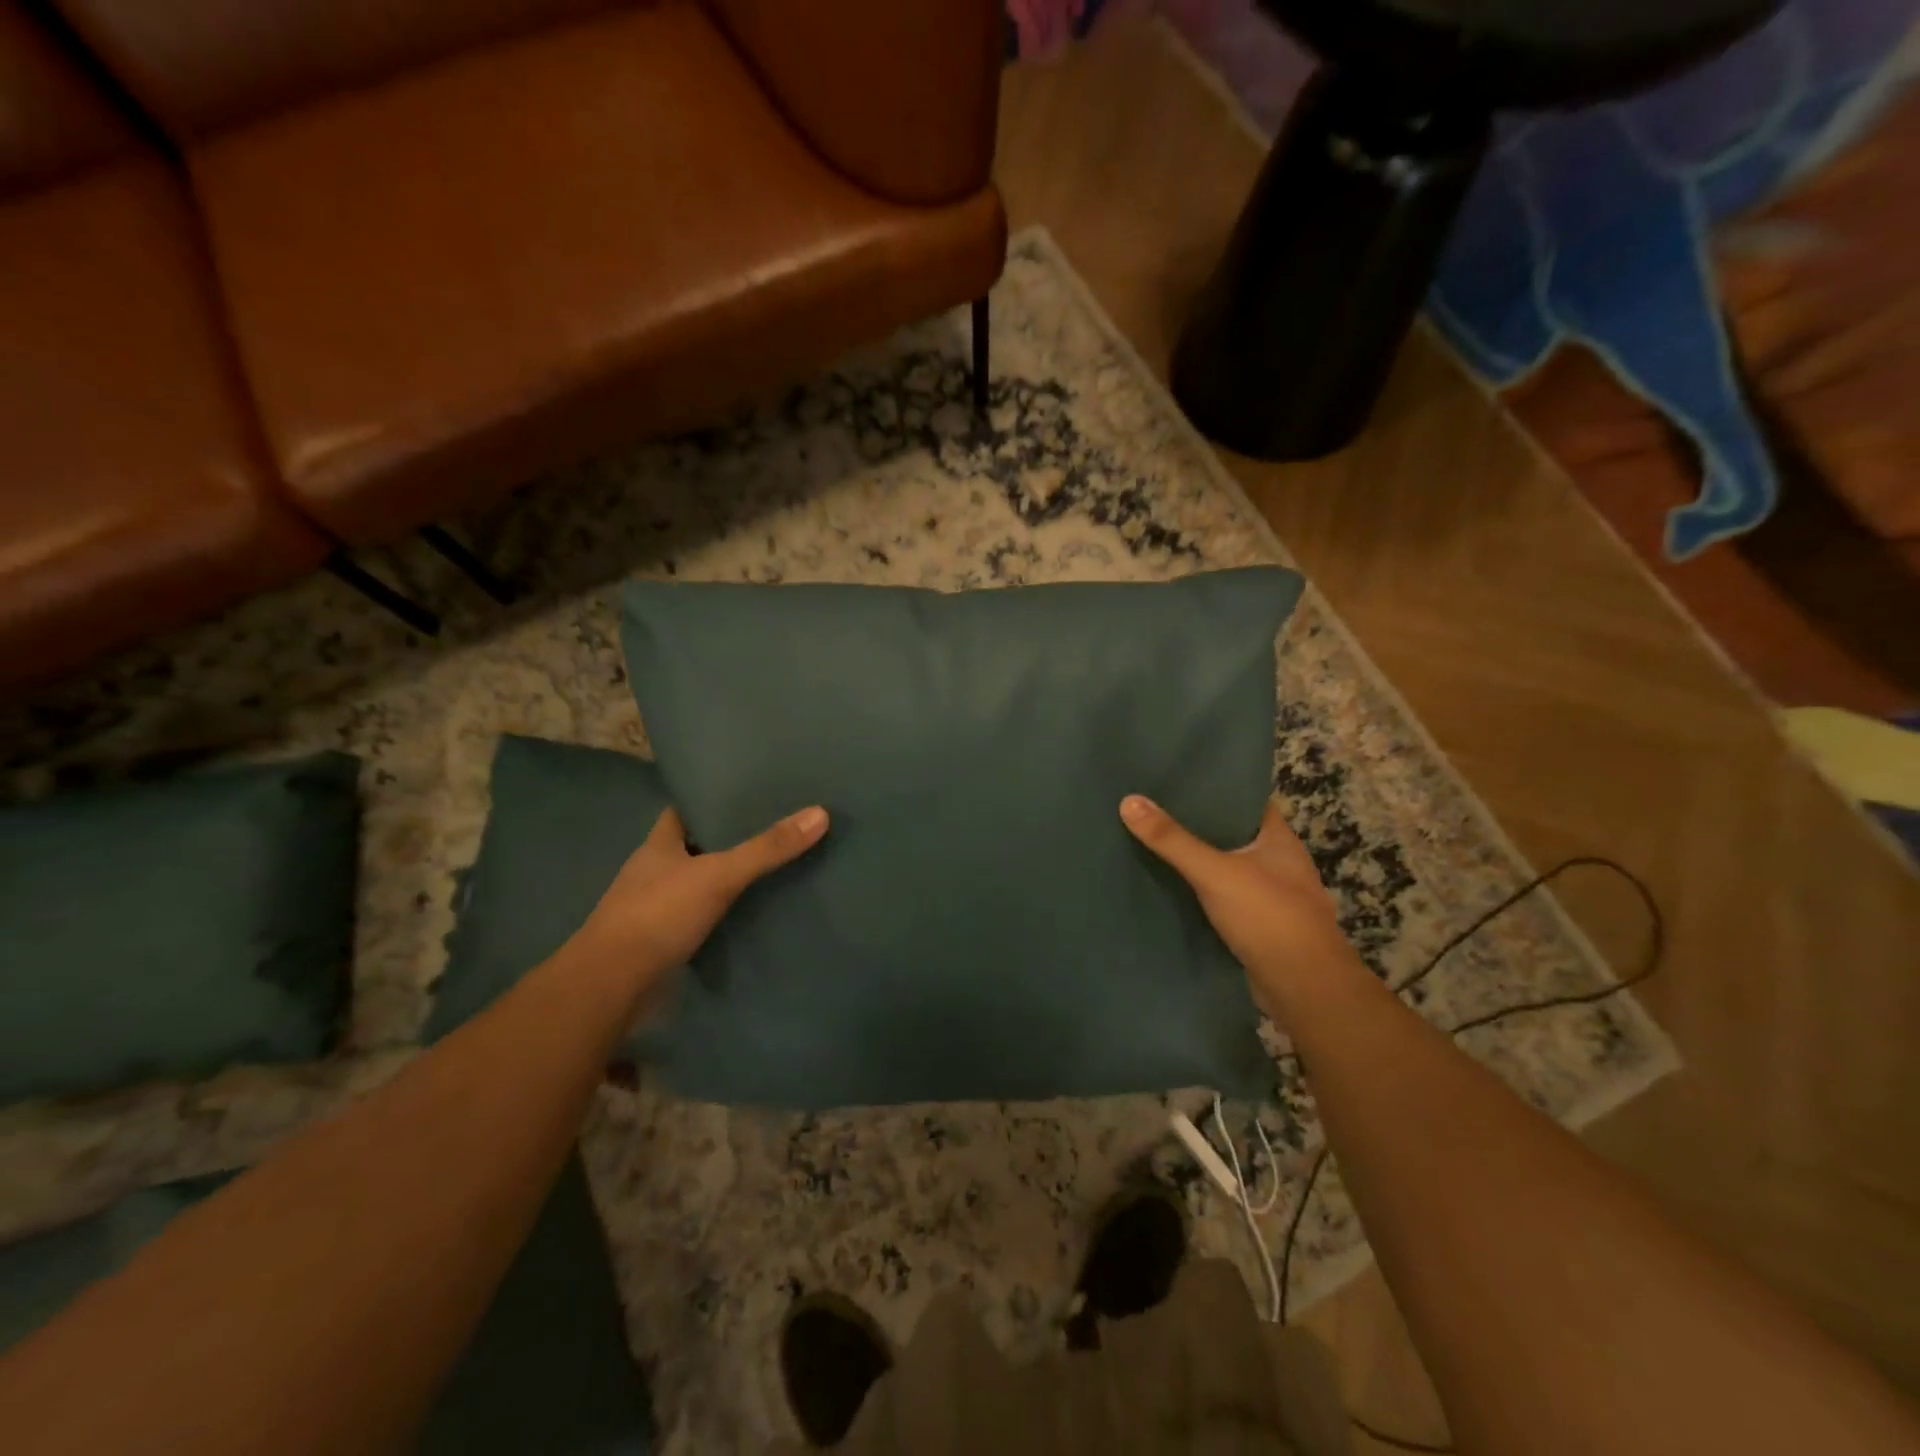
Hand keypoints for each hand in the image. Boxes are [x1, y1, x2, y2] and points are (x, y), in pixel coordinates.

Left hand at [573, 804, 828, 992]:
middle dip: (729, 839)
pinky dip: (725, 916)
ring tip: (775, 867)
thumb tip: (820, 813)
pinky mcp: (665, 943)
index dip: (712, 799)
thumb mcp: (718, 874)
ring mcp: (657, 909)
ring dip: (728, 880)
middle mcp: (655, 872)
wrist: (612, 987)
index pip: (685, 810)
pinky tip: (755, 914)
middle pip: (696, 846)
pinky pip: (702, 919)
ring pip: (700, 884)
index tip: (749, 792)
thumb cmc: (658, 915)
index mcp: (659, 845)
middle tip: (776, 828)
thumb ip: (766, 848)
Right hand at [1120, 795, 1360, 1016]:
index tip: (1179, 781)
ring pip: (1229, 869)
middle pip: (1234, 835)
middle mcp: (1280, 863)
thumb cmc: (1268, 916)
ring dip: (1201, 862)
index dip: (1217, 789)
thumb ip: (1172, 840)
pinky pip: (1226, 900)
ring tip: (1157, 845)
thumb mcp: (1214, 871)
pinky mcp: (1261, 927)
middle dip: (1200, 826)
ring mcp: (1273, 897)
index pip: (1247, 801)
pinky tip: (1173, 890)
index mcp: (1279, 839)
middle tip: (1156, 811)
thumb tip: (1128, 800)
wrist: (1304, 988)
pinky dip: (1203, 894)